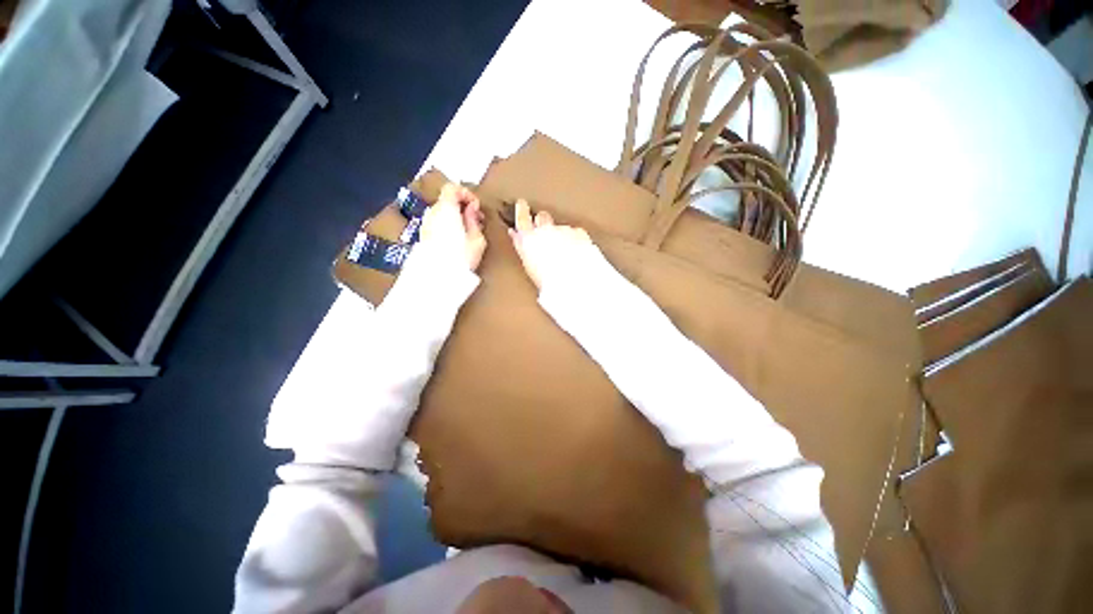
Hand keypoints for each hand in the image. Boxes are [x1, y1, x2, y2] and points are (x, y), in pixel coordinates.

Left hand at [420, 183, 486, 270]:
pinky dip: (447, 225)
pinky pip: (437, 223)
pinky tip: (457, 239)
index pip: (452, 188)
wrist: (438, 278)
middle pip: (447, 200)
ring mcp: (426, 224)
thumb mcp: (477, 239)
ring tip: (468, 232)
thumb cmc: (460, 258)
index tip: (476, 207)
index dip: (466, 193)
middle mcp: (433, 213)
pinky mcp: (424, 236)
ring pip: (442, 213)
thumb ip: (474, 220)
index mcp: (446, 209)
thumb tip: (471, 209)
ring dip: (455, 217)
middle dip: (462, 207)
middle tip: (476, 220)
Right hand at [508, 199, 592, 288]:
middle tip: (545, 230)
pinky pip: (576, 233)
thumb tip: (515, 234)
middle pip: (542, 217)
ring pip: (561, 226)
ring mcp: (562, 229)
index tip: (522, 203)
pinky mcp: (579, 233)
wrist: (572, 279)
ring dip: (562, 234)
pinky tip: (578, 251)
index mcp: (528, 239)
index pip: (522, 218)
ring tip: (565, 251)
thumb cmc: (547, 280)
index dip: (521, 210)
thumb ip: (523, 246)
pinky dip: (576, 240)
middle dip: (543, 221)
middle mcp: (544, 230)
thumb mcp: (529, 265)